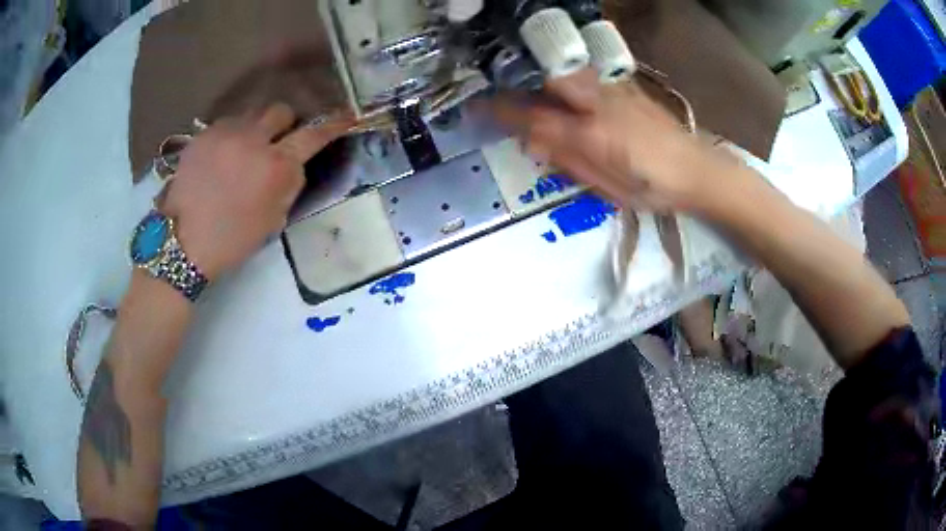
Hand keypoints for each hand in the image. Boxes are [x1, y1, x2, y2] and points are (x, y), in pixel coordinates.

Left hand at [161, 103, 352, 279]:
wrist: (183, 243)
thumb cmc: (232, 240)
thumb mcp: (273, 219)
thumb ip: (289, 184)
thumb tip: (294, 162)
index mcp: (275, 168)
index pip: (312, 136)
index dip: (331, 125)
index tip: (343, 117)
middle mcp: (253, 140)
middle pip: (280, 111)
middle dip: (284, 124)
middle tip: (276, 142)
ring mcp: (225, 133)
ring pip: (251, 114)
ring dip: (255, 129)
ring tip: (243, 151)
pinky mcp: (203, 135)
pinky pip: (226, 124)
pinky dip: (231, 136)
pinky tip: (221, 157)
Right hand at [494, 69, 735, 213]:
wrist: (697, 170)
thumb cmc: (653, 188)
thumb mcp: (607, 187)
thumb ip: (567, 160)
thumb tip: (533, 141)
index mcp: (593, 133)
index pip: (534, 116)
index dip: (501, 111)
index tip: (476, 108)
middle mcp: (600, 102)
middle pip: (548, 79)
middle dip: (521, 86)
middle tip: (504, 99)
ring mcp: (614, 89)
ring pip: (566, 72)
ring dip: (542, 81)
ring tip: (532, 96)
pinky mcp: (626, 86)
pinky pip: (586, 75)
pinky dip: (567, 80)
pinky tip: (568, 96)